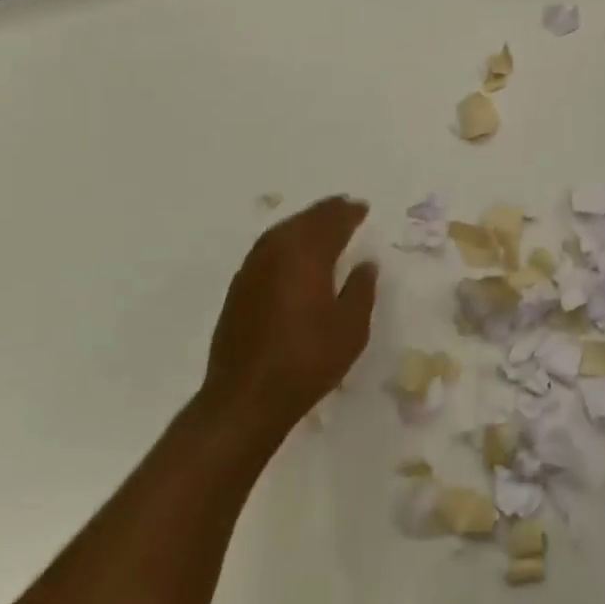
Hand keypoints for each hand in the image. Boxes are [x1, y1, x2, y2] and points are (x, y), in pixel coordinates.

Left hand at [198, 196, 378, 451]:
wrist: (246, 396)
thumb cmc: (307, 360)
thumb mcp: (350, 328)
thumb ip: (360, 290)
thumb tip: (366, 263)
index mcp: (306, 255)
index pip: (331, 222)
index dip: (349, 213)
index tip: (362, 207)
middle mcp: (276, 252)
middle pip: (304, 220)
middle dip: (326, 212)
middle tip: (345, 208)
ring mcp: (252, 268)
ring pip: (282, 232)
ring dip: (304, 224)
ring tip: (323, 225)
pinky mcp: (239, 287)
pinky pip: (268, 249)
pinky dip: (286, 242)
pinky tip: (294, 254)